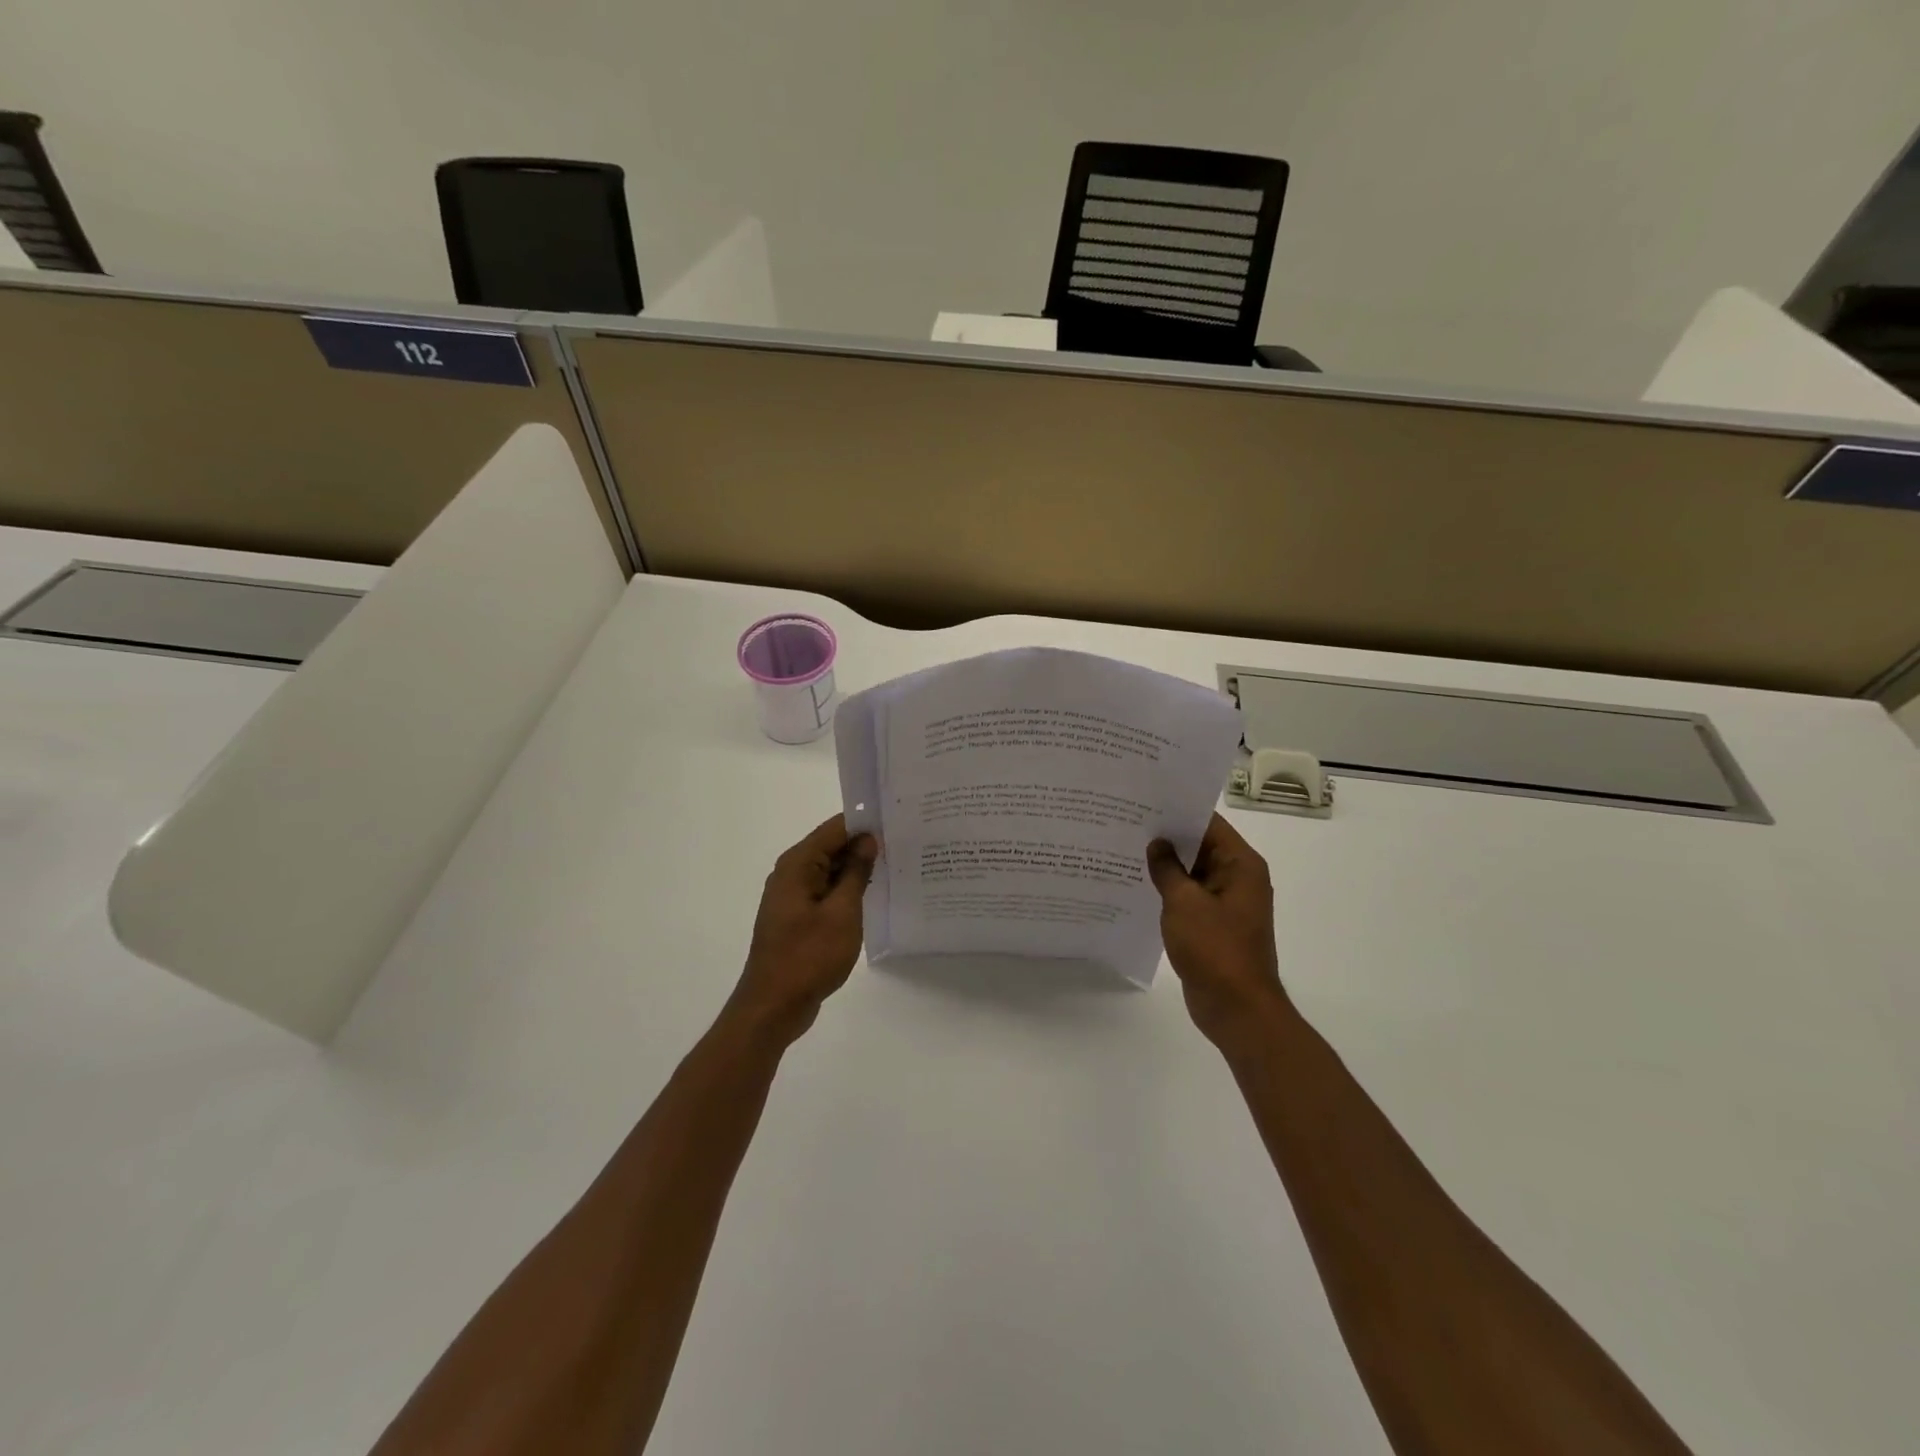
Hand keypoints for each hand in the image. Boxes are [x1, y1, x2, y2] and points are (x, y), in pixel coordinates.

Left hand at [729, 815, 877, 1041]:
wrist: (773, 1006)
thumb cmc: (809, 956)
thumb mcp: (842, 912)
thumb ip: (856, 872)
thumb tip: (868, 840)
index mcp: (798, 864)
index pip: (835, 828)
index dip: (866, 823)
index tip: (898, 823)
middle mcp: (791, 874)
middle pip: (832, 847)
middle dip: (864, 845)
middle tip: (905, 845)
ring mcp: (793, 897)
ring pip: (831, 870)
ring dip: (858, 870)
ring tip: (897, 866)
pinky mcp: (798, 917)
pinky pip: (826, 892)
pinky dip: (847, 891)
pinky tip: (874, 896)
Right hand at [1147, 813, 1288, 1052]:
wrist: (1237, 1008)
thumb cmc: (1215, 948)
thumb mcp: (1184, 902)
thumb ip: (1167, 868)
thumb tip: (1157, 844)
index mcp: (1241, 865)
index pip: (1209, 824)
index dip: (1178, 812)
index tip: (1144, 801)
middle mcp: (1239, 878)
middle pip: (1202, 846)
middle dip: (1168, 837)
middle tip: (1128, 822)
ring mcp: (1227, 903)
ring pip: (1193, 872)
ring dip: (1166, 865)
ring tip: (1127, 848)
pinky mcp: (1215, 925)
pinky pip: (1190, 897)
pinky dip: (1170, 890)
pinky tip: (1139, 884)